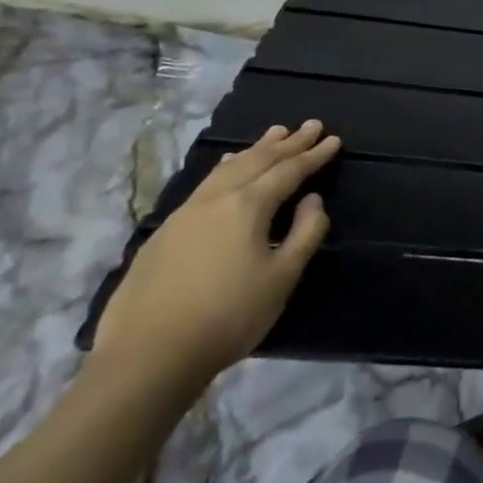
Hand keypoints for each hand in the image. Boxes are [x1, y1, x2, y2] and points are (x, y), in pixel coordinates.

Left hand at [91, 120, 341, 392]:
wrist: (148, 357)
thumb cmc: (229, 315)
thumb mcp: (283, 276)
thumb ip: (305, 232)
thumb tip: (312, 200)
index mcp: (247, 207)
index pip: (288, 171)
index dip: (314, 155)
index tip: (334, 139)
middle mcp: (214, 200)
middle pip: (256, 162)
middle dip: (287, 143)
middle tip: (310, 125)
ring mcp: (183, 216)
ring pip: (226, 170)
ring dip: (254, 150)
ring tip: (273, 134)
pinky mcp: (163, 235)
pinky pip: (204, 185)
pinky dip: (226, 168)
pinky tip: (226, 168)